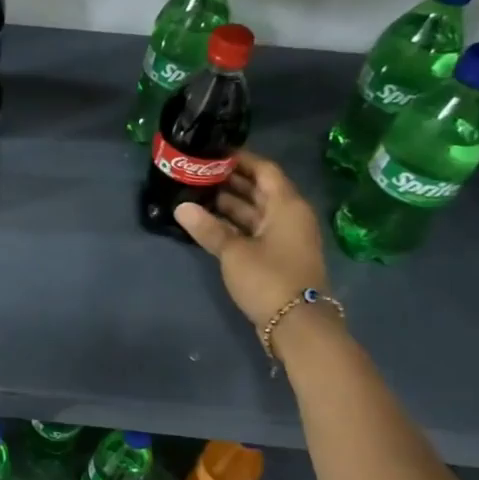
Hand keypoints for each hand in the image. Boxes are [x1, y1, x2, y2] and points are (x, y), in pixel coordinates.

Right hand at [175, 152, 328, 328]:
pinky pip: (253, 230)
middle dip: (229, 182)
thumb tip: (180, 207)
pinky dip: (233, 225)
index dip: (240, 159)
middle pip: (259, 190)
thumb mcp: (234, 252)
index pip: (264, 170)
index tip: (212, 154)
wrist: (298, 325)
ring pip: (254, 212)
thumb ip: (208, 228)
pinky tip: (207, 224)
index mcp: (286, 205)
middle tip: (196, 174)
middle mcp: (289, 216)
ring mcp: (284, 238)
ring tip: (195, 195)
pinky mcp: (277, 257)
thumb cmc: (269, 278)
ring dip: (228, 204)